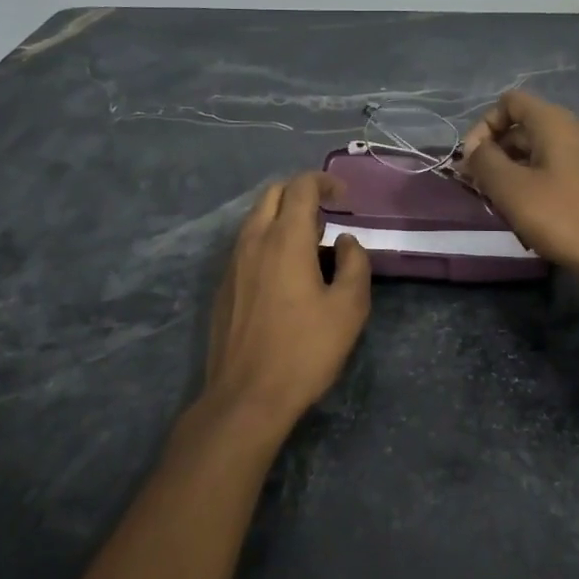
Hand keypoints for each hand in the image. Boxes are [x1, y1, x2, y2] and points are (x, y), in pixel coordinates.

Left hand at [202, 173, 371, 433]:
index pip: (300, 187)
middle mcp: (253, 241)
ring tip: (310, 244)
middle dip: (301, 193)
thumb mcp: (348, 309)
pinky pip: (246, 244)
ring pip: (256, 218)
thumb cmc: (304, 351)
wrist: (246, 396)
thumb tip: (346, 242)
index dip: (324, 182)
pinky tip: (285, 272)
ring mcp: (233, 263)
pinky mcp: (224, 285)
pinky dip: (268, 239)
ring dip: (283, 216)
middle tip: (327, 216)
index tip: (344, 197)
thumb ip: (354, 265)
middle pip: (273, 194)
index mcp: (285, 239)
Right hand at [460, 91, 578, 297]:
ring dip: (510, 169)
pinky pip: (552, 167)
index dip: (484, 125)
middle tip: (477, 185)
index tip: (471, 160)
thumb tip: (473, 149)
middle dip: (494, 151)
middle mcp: (573, 129)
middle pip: (521, 126)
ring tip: (496, 201)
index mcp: (554, 122)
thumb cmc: (562, 217)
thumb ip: (484, 161)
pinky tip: (523, 209)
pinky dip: (531, 180)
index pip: (509, 102)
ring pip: (536, 149)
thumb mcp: (511, 189)